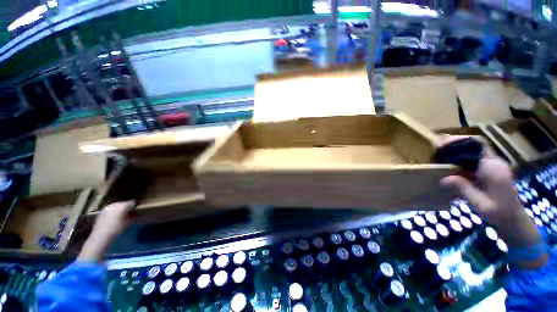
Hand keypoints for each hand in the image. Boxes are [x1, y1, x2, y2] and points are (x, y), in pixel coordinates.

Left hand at [78, 201, 134, 261]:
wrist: (100, 238)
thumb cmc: (116, 230)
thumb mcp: (128, 223)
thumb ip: (133, 216)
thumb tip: (137, 214)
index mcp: (121, 206)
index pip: (131, 203)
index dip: (135, 207)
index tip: (137, 211)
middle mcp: (113, 205)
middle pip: (123, 204)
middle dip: (127, 208)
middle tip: (130, 214)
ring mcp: (106, 208)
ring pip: (116, 206)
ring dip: (120, 210)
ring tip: (122, 217)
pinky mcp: (101, 213)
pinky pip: (110, 210)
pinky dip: (113, 213)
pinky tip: (114, 219)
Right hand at [438, 136, 545, 268]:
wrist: (513, 218)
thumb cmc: (498, 212)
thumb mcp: (479, 203)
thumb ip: (463, 188)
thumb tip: (443, 179)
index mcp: (493, 168)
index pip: (478, 144)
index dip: (459, 141)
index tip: (442, 146)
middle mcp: (494, 162)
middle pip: (474, 144)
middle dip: (454, 144)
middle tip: (437, 150)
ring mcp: (493, 165)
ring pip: (473, 150)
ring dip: (456, 151)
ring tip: (440, 156)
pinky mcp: (490, 169)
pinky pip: (474, 158)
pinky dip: (460, 158)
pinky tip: (450, 165)